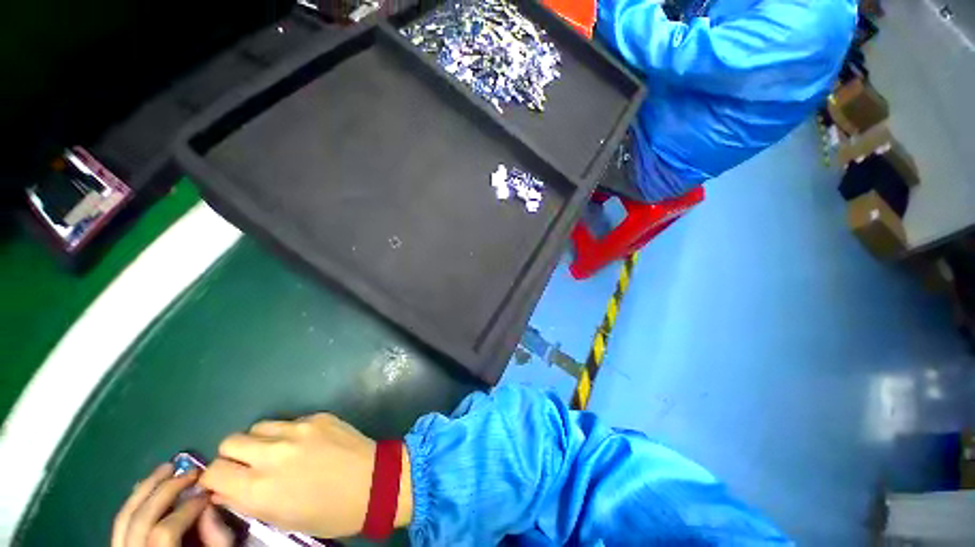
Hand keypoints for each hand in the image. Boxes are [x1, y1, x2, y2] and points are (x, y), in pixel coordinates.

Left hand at [113, 463, 234, 546]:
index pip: (165, 532)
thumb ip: (216, 537)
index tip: (207, 492)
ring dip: (147, 487)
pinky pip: (121, 522)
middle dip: (167, 490)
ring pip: (125, 516)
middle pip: (141, 519)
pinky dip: (136, 499)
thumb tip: (209, 504)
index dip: (187, 508)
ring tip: (168, 467)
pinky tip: (150, 485)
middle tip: (190, 471)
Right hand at [200, 413, 411, 538]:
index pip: (213, 472)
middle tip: (248, 466)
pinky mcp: (318, 417)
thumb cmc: (329, 512)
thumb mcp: (282, 520)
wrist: (374, 481)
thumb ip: (247, 502)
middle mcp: (272, 453)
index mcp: (259, 487)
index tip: (224, 483)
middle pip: (230, 441)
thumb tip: (223, 490)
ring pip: (258, 426)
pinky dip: (288, 433)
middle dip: (233, 456)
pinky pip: (290, 421)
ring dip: (259, 441)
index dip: (214, 478)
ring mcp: (298, 430)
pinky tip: (305, 444)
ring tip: (275, 453)